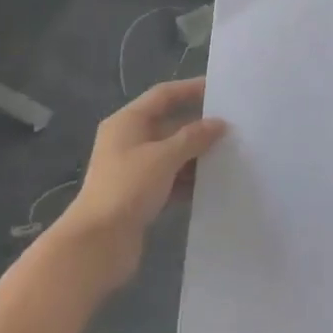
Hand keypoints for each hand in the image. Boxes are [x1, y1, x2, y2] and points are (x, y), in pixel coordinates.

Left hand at [53, 78, 226, 288]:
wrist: (97, 243)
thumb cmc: (127, 188)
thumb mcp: (163, 157)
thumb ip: (193, 137)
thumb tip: (218, 123)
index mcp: (127, 122)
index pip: (163, 95)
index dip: (190, 89)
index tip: (220, 89)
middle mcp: (129, 141)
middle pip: (169, 124)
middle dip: (199, 125)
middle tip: (234, 125)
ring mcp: (135, 169)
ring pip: (173, 153)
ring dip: (197, 154)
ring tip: (232, 153)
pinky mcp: (141, 195)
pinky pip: (171, 179)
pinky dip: (190, 180)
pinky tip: (215, 183)